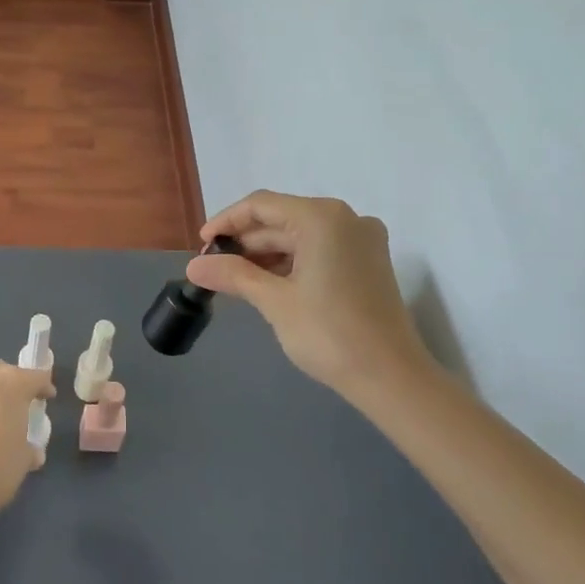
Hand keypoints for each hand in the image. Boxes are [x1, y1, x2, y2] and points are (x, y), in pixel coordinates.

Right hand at [186, 191, 446, 415]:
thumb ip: (233, 275)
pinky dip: (290, 263)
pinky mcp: (367, 262)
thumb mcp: (274, 301)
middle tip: (214, 268)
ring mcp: (361, 240)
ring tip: (234, 279)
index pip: (261, 205)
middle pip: (281, 219)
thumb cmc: (329, 333)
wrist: (391, 378)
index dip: (226, 222)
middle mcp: (345, 218)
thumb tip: (193, 266)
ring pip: (299, 236)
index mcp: (322, 217)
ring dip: (266, 255)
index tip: (202, 246)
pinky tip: (266, 284)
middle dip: (245, 242)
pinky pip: (319, 250)